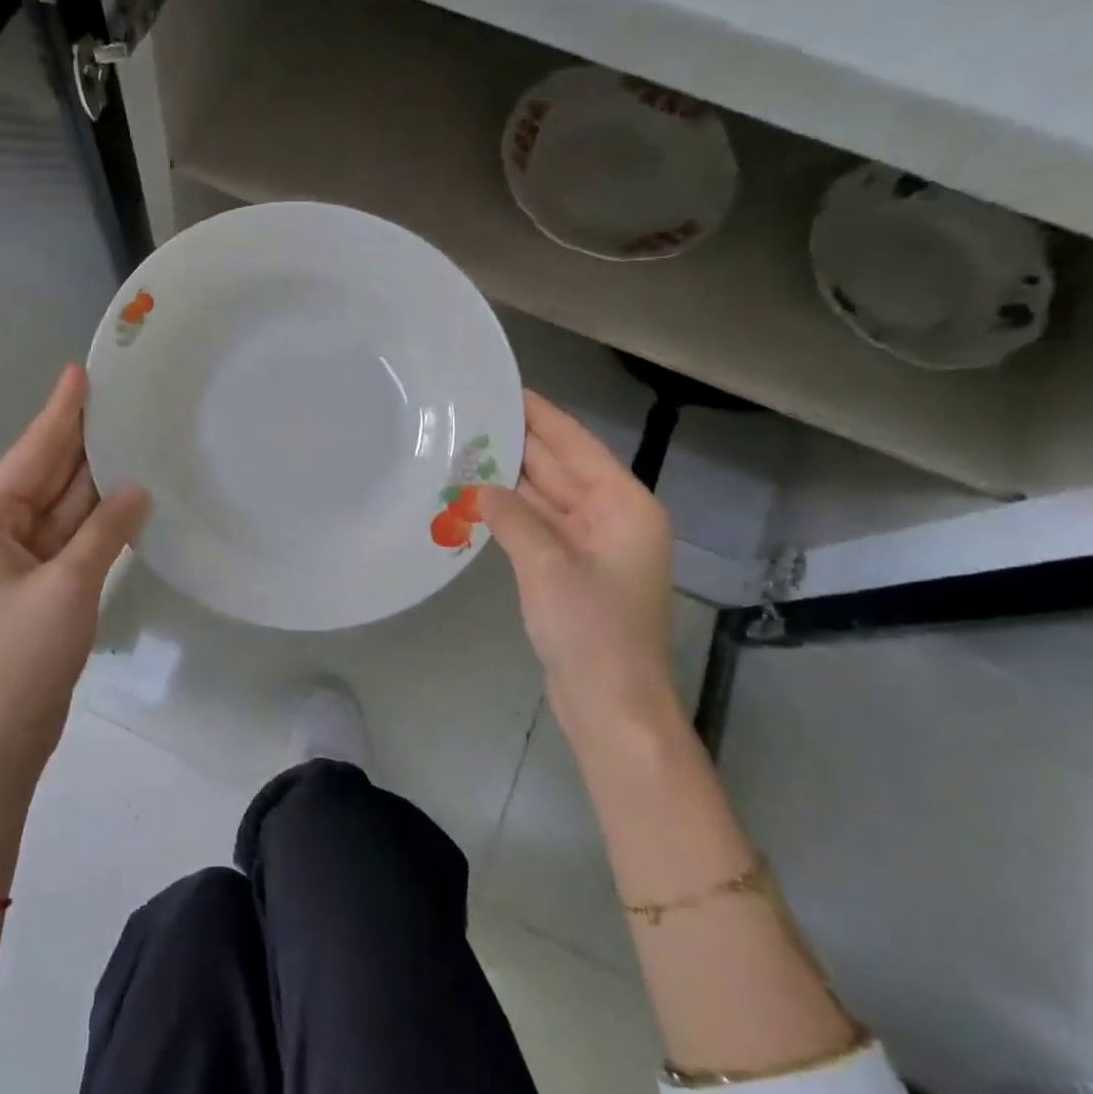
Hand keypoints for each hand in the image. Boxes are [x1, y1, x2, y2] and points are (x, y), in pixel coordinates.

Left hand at [0, 364, 149, 788]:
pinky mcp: (42, 584)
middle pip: (45, 474)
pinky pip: (73, 535)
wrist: (1, 736)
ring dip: (94, 477)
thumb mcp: (68, 586)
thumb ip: (105, 531)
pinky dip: (99, 517)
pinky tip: (128, 494)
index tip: (82, 372)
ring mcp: (20, 560)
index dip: (59, 413)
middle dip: (80, 438)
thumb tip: (138, 490)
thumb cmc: (22, 656)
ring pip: (63, 505)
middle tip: (119, 397)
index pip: (30, 453)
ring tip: (131, 435)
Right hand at [478, 392, 677, 744]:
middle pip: (563, 468)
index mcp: (624, 506)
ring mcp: (593, 546)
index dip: (543, 416)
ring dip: (512, 478)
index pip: (577, 446)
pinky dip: (513, 512)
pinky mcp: (572, 571)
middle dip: (522, 443)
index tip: (508, 389)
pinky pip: (540, 526)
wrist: (611, 704)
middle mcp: (612, 518)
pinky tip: (480, 497)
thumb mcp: (547, 564)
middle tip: (474, 414)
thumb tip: (481, 487)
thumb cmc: (591, 629)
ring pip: (548, 498)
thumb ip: (513, 516)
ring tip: (468, 447)